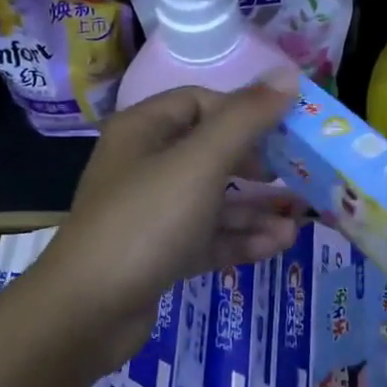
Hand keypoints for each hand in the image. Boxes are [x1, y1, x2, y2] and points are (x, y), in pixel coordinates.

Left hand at [29, 77, 305, 372]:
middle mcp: (145, 165)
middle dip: (258, 165)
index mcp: (144, 130)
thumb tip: (288, 74)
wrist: (87, 311)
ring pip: (212, 200)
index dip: (243, 111)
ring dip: (255, 209)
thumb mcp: (200, 163)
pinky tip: (276, 246)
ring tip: (298, 222)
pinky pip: (205, 237)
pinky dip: (238, 239)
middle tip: (297, 175)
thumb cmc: (145, 221)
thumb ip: (245, 119)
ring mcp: (150, 213)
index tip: (284, 129)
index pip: (199, 102)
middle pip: (210, 152)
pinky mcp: (158, 254)